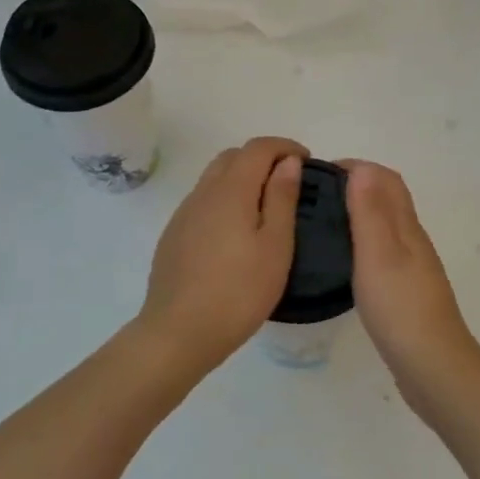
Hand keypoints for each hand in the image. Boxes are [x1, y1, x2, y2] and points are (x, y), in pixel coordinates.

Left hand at [137, 136, 307, 374]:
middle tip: (288, 183)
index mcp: (231, 190)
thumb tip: (288, 162)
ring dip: (241, 179)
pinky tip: (236, 234)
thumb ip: (282, 198)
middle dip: (262, 158)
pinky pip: (203, 202)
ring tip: (265, 208)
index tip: (306, 160)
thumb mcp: (276, 246)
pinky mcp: (173, 235)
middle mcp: (203, 193)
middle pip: (232, 157)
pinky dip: (225, 200)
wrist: (178, 332)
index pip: (258, 147)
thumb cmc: (239, 291)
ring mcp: (184, 214)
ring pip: (214, 179)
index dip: (285, 146)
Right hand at [342, 162, 479, 418]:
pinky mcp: (406, 294)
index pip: (386, 180)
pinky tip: (343, 263)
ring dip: (358, 215)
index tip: (319, 173)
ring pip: (386, 228)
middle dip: (355, 187)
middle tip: (314, 197)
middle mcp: (413, 242)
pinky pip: (383, 254)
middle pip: (388, 200)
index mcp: (407, 228)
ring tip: (322, 224)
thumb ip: (371, 211)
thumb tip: (362, 168)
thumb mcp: (379, 254)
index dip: (356, 168)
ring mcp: (412, 269)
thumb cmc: (401, 308)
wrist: (433, 368)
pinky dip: (362, 245)